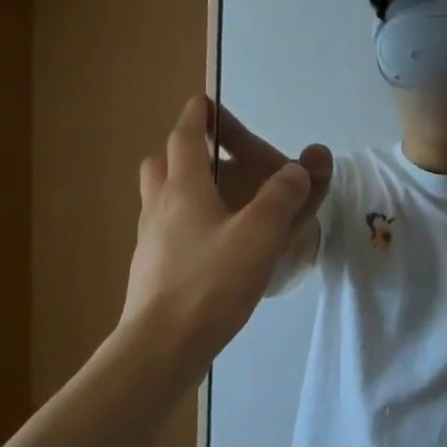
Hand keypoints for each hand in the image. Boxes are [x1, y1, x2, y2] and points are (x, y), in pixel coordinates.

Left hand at [122, 96, 313, 369]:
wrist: (162, 346)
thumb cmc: (212, 281)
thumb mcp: (260, 233)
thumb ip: (282, 196)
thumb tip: (296, 169)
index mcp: (182, 188)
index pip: (184, 137)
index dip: (196, 116)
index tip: (203, 100)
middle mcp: (159, 207)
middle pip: (159, 164)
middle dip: (179, 150)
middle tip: (208, 155)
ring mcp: (149, 242)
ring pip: (158, 200)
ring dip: (178, 188)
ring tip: (213, 202)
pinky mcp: (150, 273)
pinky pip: (164, 233)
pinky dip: (182, 225)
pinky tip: (208, 248)